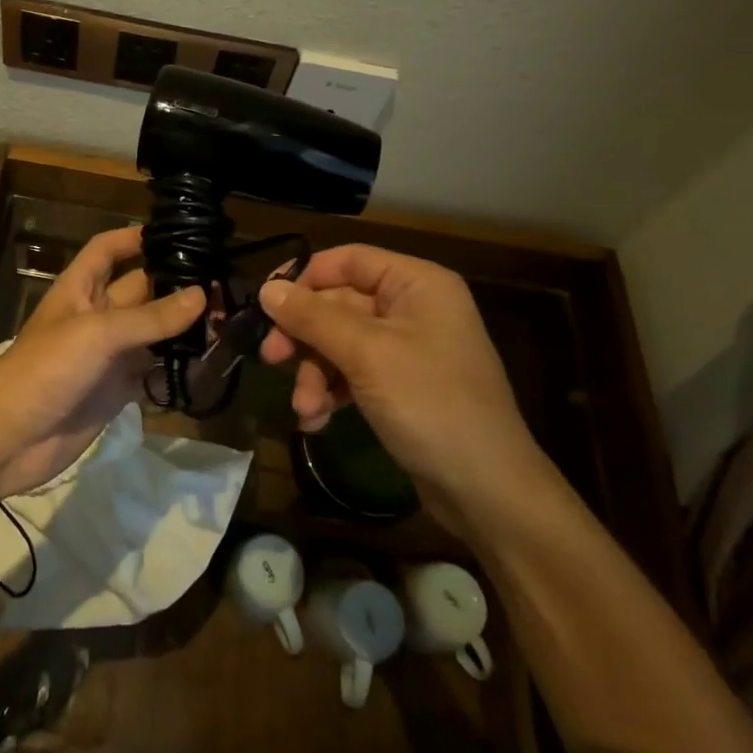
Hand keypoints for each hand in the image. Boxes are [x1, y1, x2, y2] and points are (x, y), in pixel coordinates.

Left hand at [0, 225, 203, 503]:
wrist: (7, 440)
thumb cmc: (45, 369)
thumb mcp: (97, 333)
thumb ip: (150, 317)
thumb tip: (201, 295)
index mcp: (80, 289)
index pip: (106, 250)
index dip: (134, 238)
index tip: (176, 235)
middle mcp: (95, 316)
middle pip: (139, 291)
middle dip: (174, 287)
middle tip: (223, 286)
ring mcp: (106, 356)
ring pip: (151, 333)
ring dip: (181, 330)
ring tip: (225, 325)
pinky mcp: (115, 391)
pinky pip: (151, 374)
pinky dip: (175, 371)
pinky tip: (206, 368)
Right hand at [257, 245, 554, 530]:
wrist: (488, 491)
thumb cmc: (431, 405)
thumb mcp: (366, 355)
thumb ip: (313, 318)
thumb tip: (266, 289)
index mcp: (417, 284)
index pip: (348, 260)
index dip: (304, 277)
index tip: (264, 303)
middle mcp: (413, 307)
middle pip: (339, 304)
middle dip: (305, 337)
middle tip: (270, 358)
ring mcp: (408, 348)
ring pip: (340, 342)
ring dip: (315, 372)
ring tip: (304, 408)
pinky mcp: (401, 385)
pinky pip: (353, 373)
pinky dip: (332, 391)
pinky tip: (317, 420)